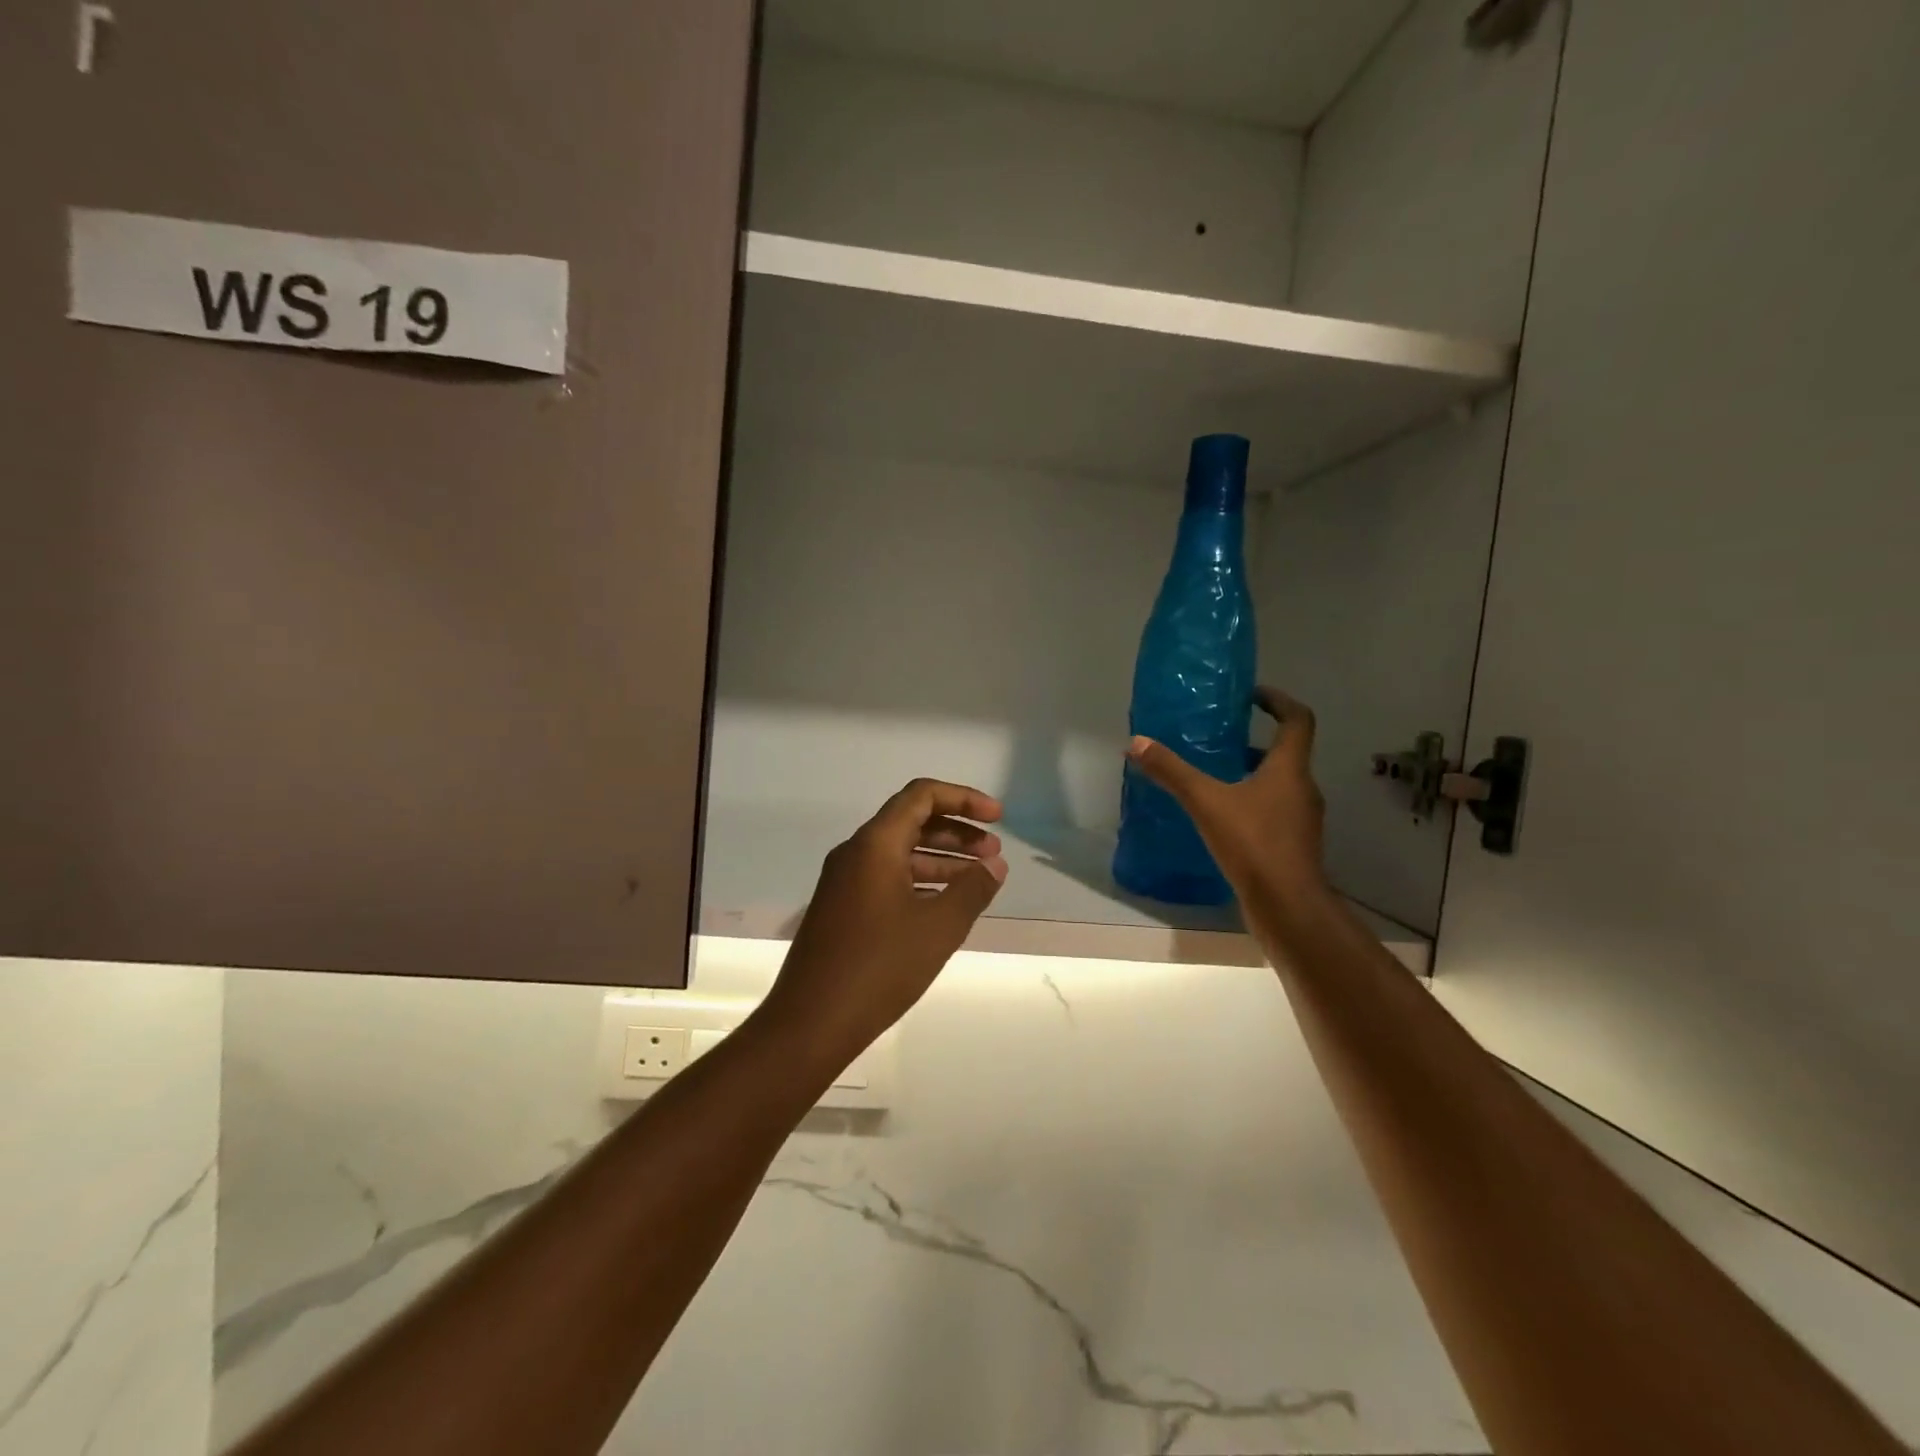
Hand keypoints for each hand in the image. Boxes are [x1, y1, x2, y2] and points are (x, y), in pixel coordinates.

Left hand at [762, 779, 1008, 1057]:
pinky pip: (887, 878)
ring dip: (941, 859)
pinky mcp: (842, 908)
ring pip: (900, 853)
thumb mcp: (939, 927)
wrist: (810, 1023)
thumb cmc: (879, 967)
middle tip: (994, 853)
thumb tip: (995, 866)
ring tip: (979, 879)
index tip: (998, 818)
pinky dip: (920, 881)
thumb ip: (972, 889)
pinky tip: (946, 905)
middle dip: (957, 831)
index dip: (964, 799)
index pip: (922, 796)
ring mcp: (844, 882)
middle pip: (912, 821)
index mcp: (875, 844)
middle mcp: (855, 853)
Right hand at [1126, 687, 1327, 906]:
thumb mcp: (1206, 802)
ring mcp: (1300, 820)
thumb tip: (1136, 742)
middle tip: (1219, 737)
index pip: (1297, 719)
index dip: (1278, 700)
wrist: (1287, 906)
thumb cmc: (1254, 844)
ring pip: (1277, 784)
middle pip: (1286, 752)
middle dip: (1254, 741)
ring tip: (1212, 776)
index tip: (1251, 695)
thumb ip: (1171, 771)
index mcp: (1289, 769)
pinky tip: (1219, 817)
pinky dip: (1250, 803)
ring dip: (1251, 774)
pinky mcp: (1291, 845)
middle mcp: (1302, 788)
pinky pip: (1272, 811)